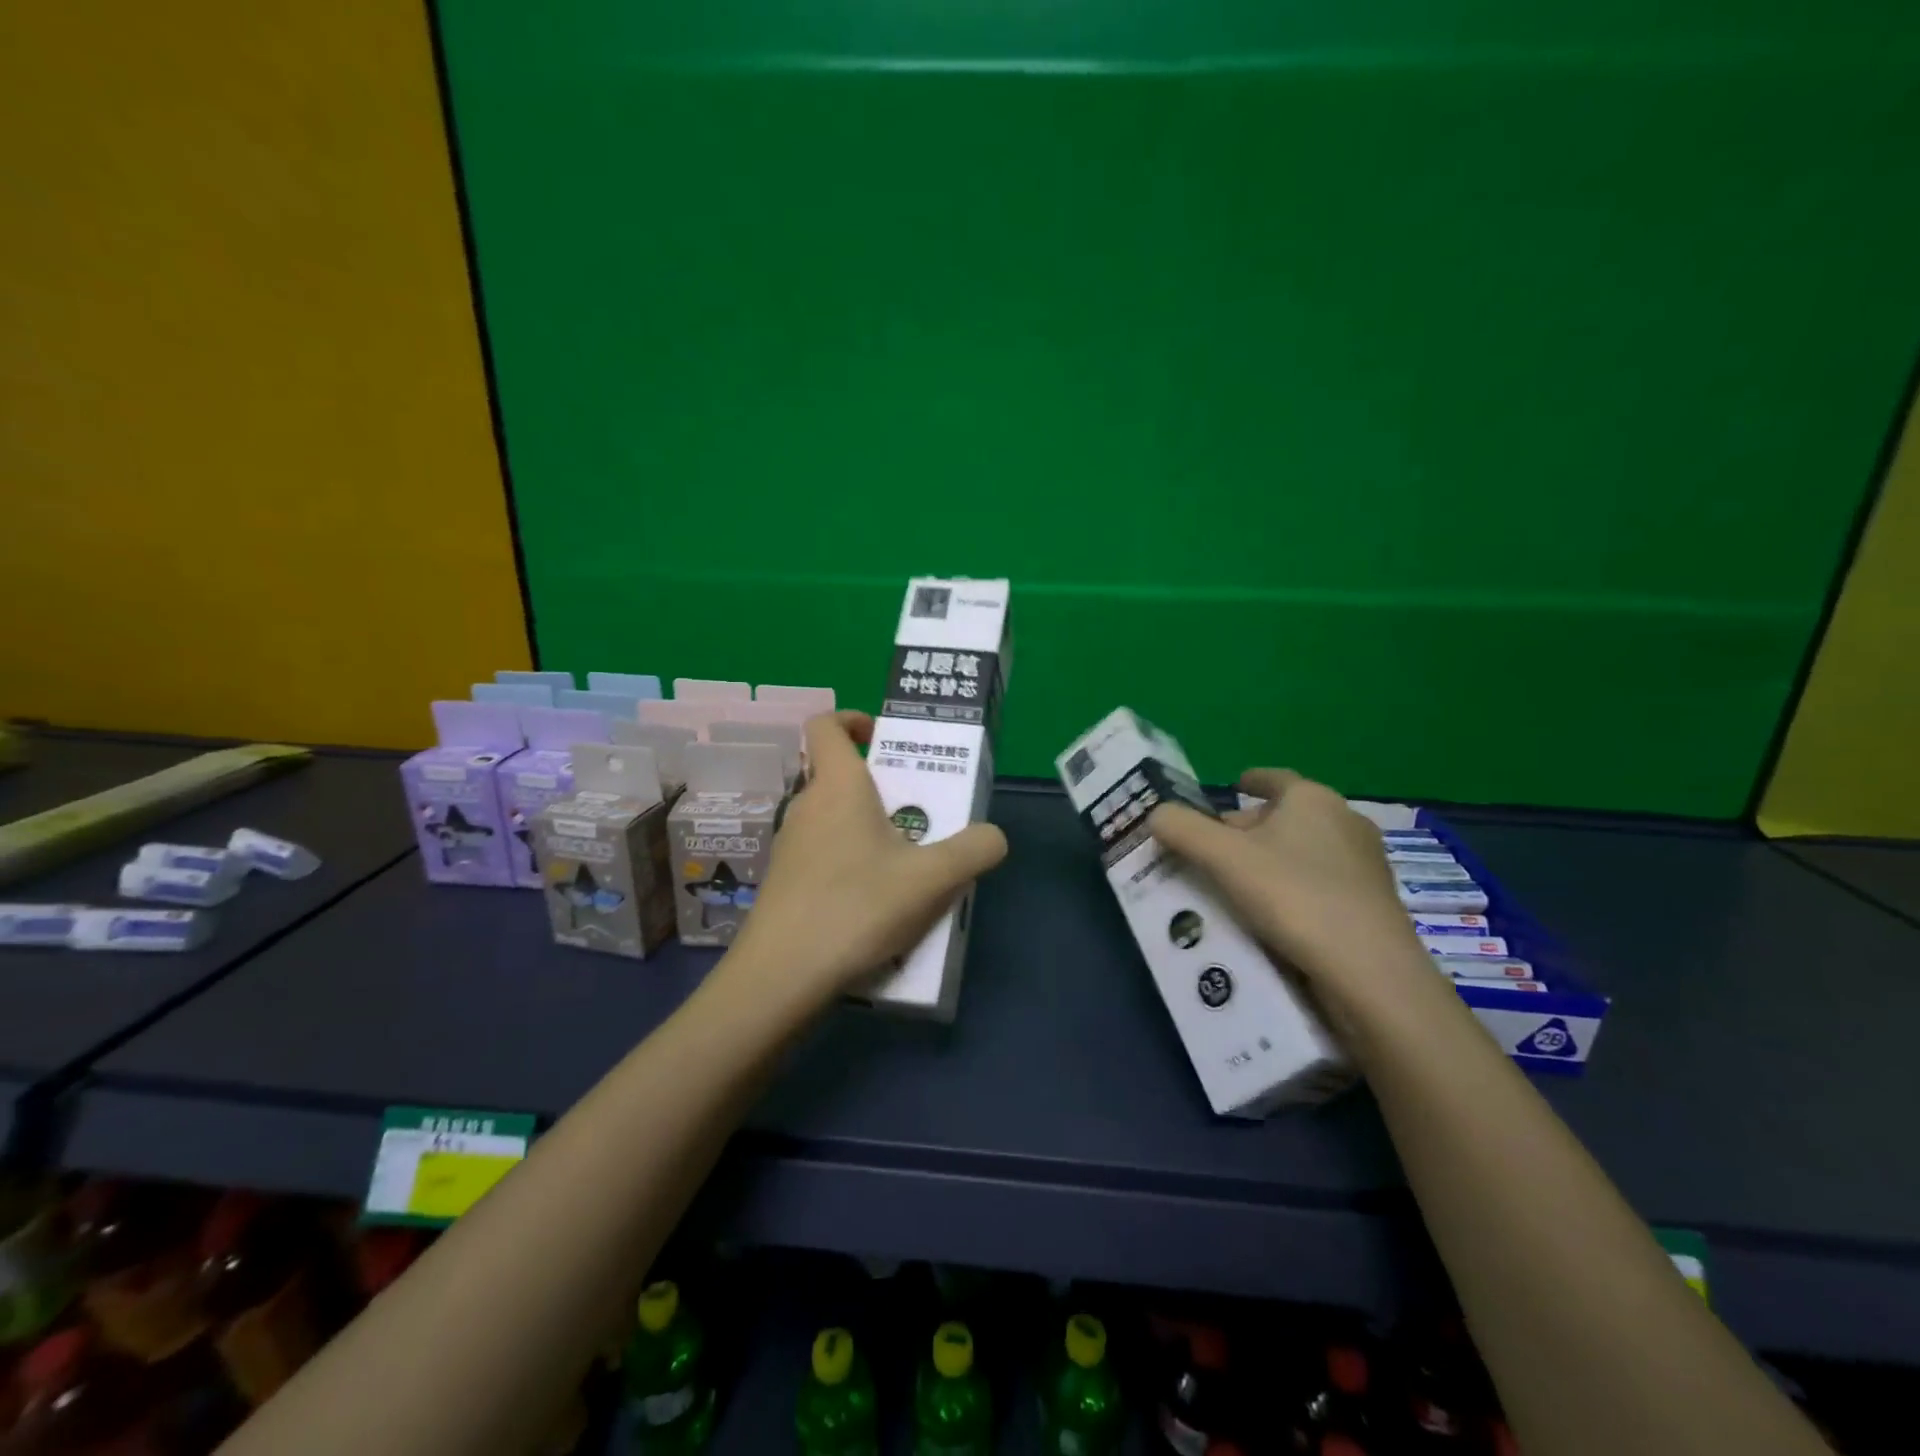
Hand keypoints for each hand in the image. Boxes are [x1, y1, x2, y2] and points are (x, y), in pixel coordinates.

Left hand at [725, 711, 1007, 1006]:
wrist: (781, 977)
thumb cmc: (856, 908)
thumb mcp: (932, 880)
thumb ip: (974, 850)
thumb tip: (993, 836)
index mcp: (838, 786)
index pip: (826, 725)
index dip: (853, 719)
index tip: (883, 737)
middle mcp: (806, 806)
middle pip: (840, 776)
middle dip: (882, 787)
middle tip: (921, 814)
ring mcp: (790, 846)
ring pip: (834, 820)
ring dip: (869, 830)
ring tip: (908, 866)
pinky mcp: (784, 882)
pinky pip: (824, 855)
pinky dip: (852, 863)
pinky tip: (877, 905)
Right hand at [1147, 769, 1429, 1013]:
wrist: (1369, 972)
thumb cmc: (1293, 896)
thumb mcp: (1222, 857)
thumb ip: (1183, 829)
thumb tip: (1155, 813)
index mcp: (1312, 799)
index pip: (1274, 778)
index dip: (1250, 781)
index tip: (1233, 787)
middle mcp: (1345, 821)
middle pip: (1286, 817)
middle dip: (1249, 829)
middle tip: (1214, 850)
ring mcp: (1365, 864)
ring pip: (1304, 851)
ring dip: (1271, 861)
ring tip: (1236, 886)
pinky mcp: (1373, 904)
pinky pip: (1320, 883)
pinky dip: (1293, 889)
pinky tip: (1272, 916)